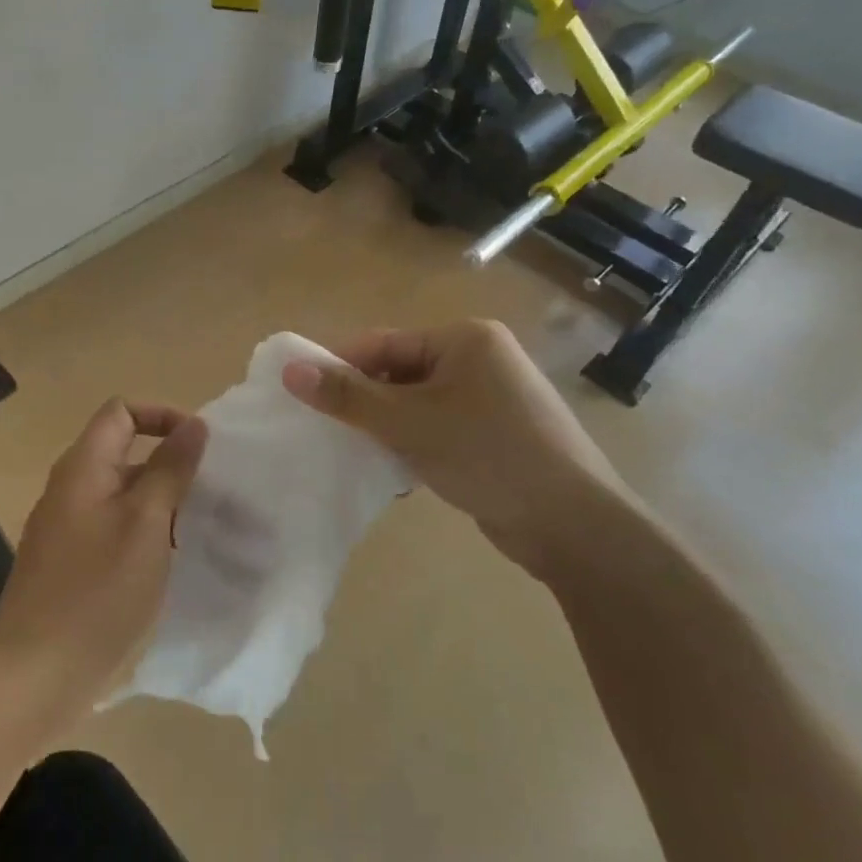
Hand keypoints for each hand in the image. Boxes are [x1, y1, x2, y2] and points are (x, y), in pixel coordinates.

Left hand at [0, 398, 207, 736]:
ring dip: (163, 505)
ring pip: (125, 497)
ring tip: (202, 531)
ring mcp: (69, 530)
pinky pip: (116, 531)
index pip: (121, 411)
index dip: (162, 416)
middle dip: (171, 466)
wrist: (34, 676)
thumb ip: (171, 469)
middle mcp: (72, 490)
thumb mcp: (146, 523)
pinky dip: (147, 536)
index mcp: (83, 467)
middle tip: (213, 495)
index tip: (200, 448)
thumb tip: (194, 424)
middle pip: (125, 453)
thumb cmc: (96, 591)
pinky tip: (172, 565)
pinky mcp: (73, 566)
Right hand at [282, 320, 635, 576]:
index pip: (384, 343)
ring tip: (356, 452)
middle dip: (366, 402)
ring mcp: (492, 397)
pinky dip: (415, 443)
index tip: (301, 395)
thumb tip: (290, 371)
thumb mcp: (409, 423)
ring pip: (418, 403)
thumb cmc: (487, 455)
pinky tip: (396, 470)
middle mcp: (480, 358)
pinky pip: (439, 427)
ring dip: (388, 426)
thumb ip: (348, 396)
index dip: (340, 366)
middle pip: (400, 371)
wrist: (572, 523)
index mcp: (464, 338)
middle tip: (328, 430)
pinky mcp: (496, 433)